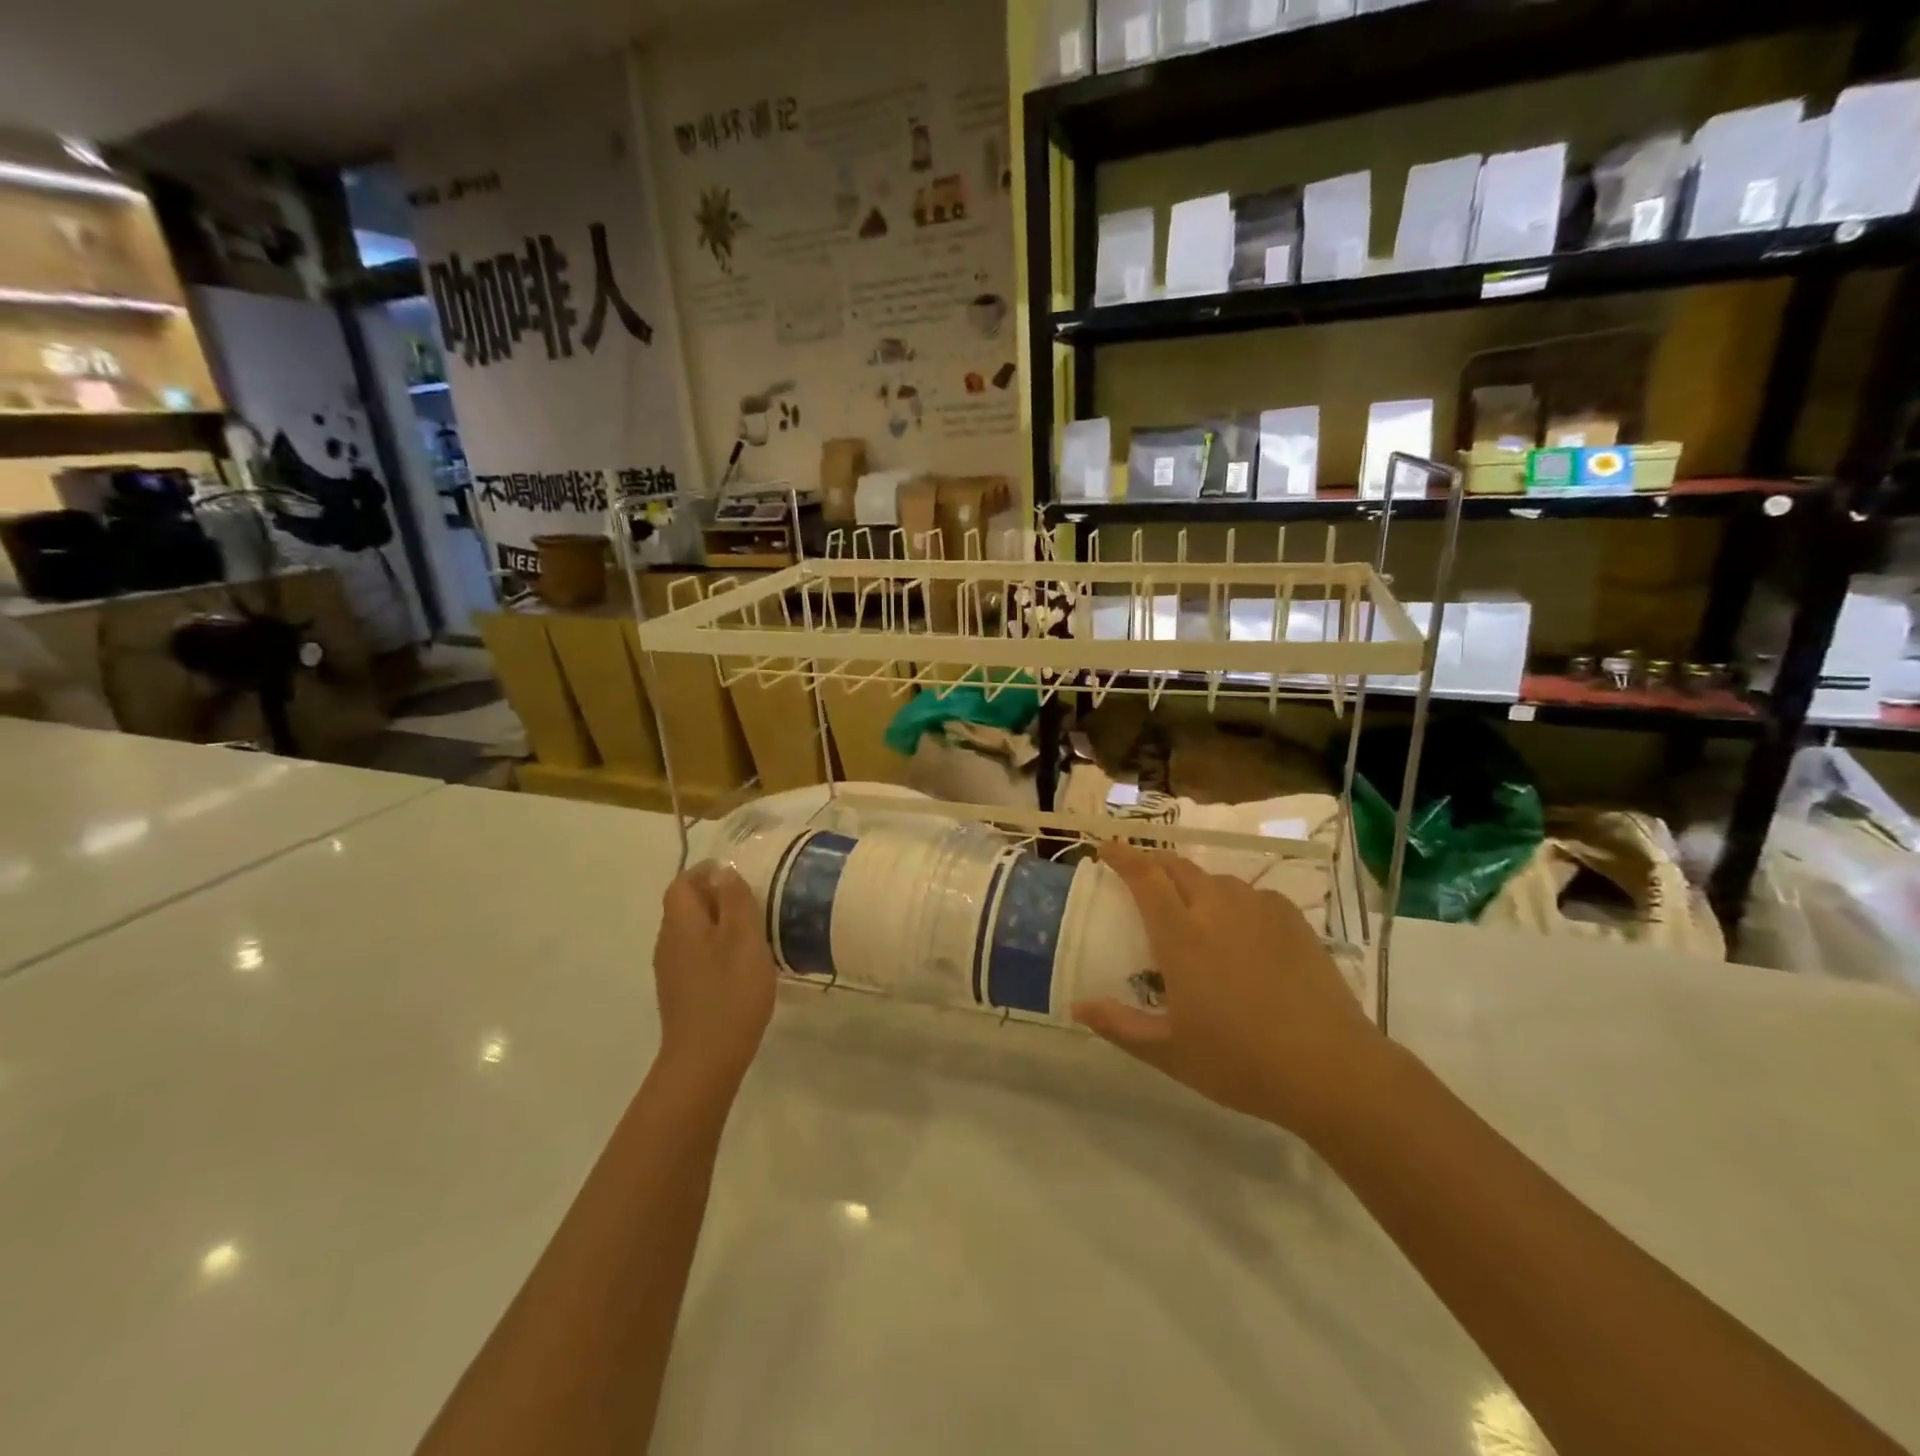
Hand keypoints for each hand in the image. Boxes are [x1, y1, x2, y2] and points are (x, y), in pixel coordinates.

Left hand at [651, 863, 777, 1097]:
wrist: (705, 1060)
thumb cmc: (730, 992)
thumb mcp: (743, 938)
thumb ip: (735, 899)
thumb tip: (724, 871)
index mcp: (680, 922)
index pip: (682, 882)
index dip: (707, 872)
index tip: (740, 876)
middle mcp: (668, 941)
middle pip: (685, 905)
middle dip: (715, 897)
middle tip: (753, 902)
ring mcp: (670, 970)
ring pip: (691, 932)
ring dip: (718, 924)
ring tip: (753, 931)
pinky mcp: (680, 992)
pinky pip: (696, 955)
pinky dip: (716, 948)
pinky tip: (740, 965)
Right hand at [1072, 843, 1390, 1137]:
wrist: (1331, 1069)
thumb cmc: (1240, 1062)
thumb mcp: (1169, 1052)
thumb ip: (1118, 1025)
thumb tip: (1076, 1005)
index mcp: (1182, 936)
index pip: (1144, 878)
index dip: (1122, 857)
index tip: (1105, 848)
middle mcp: (1218, 910)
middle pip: (1179, 867)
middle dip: (1154, 863)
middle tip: (1141, 876)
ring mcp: (1260, 912)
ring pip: (1217, 879)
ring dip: (1195, 883)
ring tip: (1192, 907)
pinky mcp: (1294, 921)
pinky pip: (1253, 895)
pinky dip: (1234, 900)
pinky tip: (1241, 928)